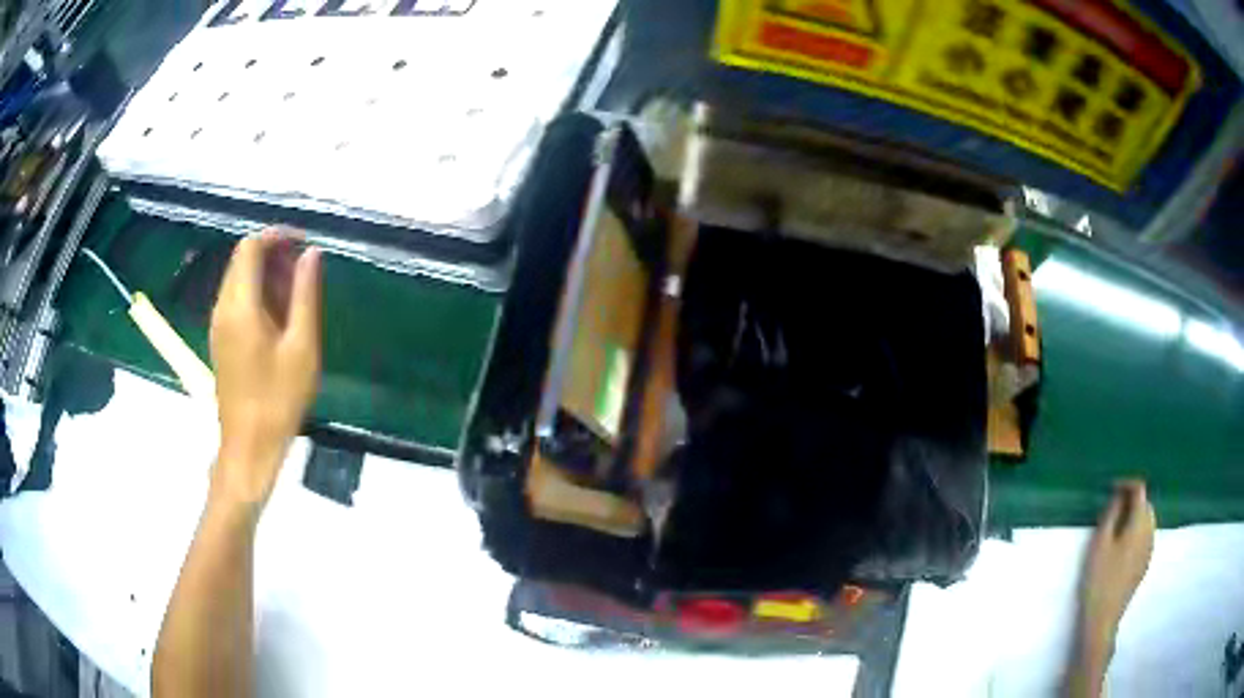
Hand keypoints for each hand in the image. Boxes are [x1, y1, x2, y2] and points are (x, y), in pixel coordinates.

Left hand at [209, 228, 321, 509]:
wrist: (249, 446)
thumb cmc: (278, 400)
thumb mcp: (302, 347)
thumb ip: (305, 295)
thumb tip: (311, 254)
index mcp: (240, 306)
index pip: (250, 248)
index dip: (277, 236)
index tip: (304, 243)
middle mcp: (223, 307)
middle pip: (242, 260)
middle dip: (273, 254)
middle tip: (306, 270)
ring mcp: (218, 324)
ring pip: (239, 279)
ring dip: (267, 275)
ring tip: (297, 292)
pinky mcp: (221, 339)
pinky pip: (237, 300)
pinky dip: (258, 294)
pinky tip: (280, 316)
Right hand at [1076, 480, 1155, 654]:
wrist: (1103, 619)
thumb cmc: (1099, 579)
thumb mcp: (1100, 544)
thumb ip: (1111, 515)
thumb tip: (1119, 497)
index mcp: (1140, 523)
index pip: (1140, 490)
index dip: (1127, 484)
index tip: (1111, 488)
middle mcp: (1150, 531)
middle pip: (1146, 505)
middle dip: (1132, 500)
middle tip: (1112, 507)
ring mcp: (1150, 549)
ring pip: (1147, 521)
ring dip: (1135, 516)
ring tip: (1117, 525)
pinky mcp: (1145, 563)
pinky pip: (1145, 536)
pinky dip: (1136, 531)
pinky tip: (1122, 545)